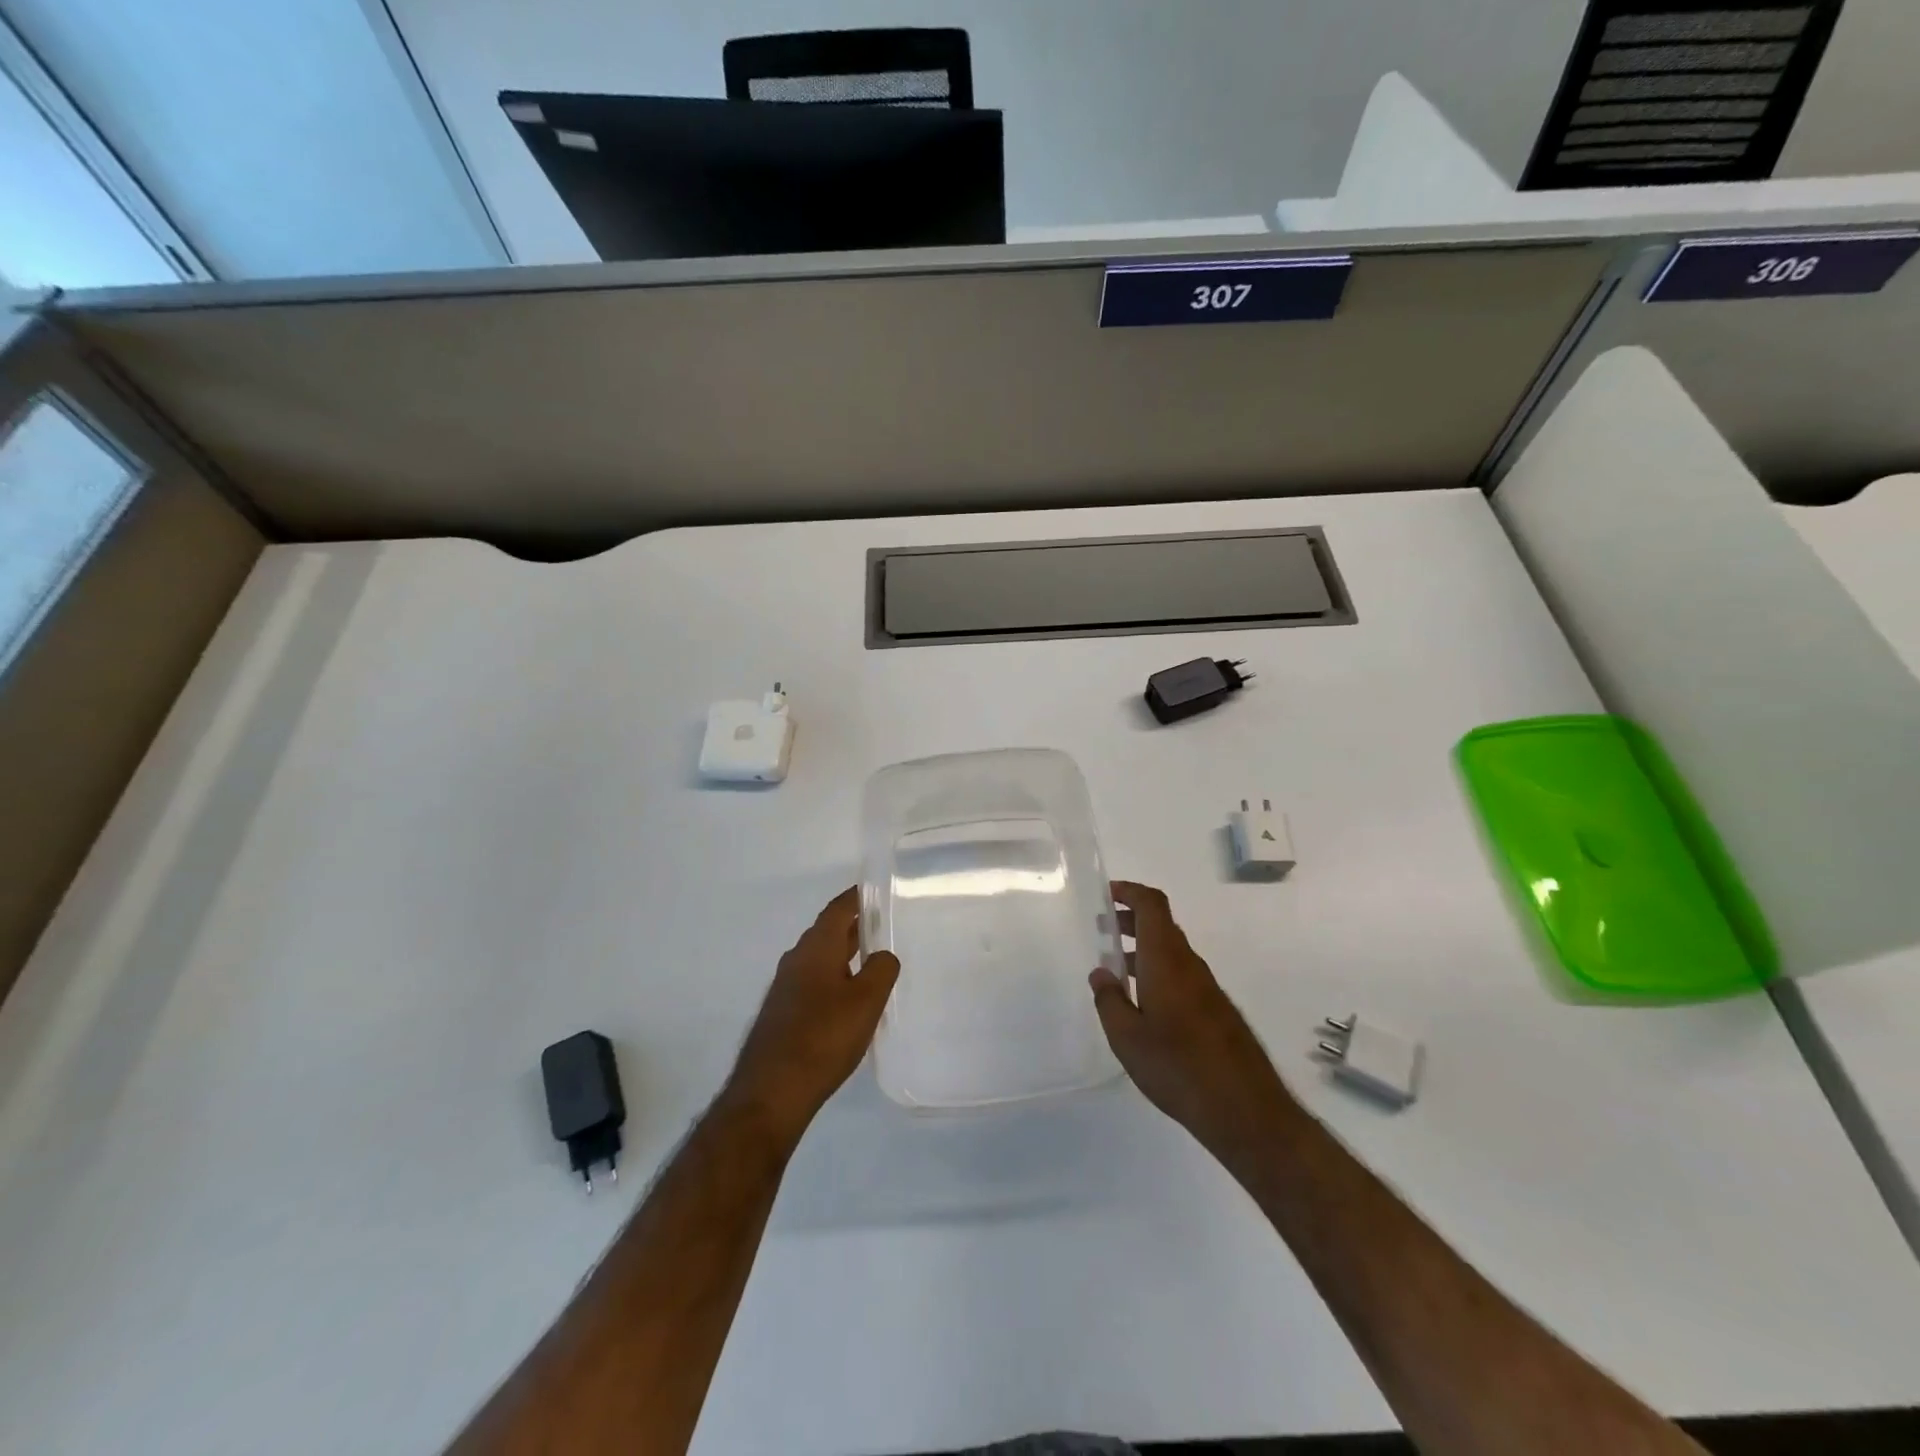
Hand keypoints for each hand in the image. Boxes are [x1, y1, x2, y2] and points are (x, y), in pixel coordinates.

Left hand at [724, 888, 899, 1146]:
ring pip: (819, 958)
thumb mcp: (866, 1001)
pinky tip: (848, 998)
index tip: (876, 890)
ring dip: (843, 953)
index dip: (857, 898)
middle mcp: (796, 960)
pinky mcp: (782, 1013)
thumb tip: (883, 955)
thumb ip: (881, 969)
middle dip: (853, 925)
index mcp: (816, 948)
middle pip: (827, 932)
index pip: (838, 910)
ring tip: (871, 959)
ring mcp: (785, 988)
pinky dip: (834, 977)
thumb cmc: (823, 1038)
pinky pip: (813, 981)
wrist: (771, 1092)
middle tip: (882, 923)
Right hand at [1090, 881, 1296, 1162]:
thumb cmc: (1177, 1067)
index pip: (1152, 905)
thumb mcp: (1127, 1037)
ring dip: (1143, 949)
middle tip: (1102, 929)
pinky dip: (1158, 971)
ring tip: (1115, 968)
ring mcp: (1206, 988)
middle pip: (1161, 925)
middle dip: (1131, 920)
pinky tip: (1144, 1003)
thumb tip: (1101, 972)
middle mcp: (1189, 964)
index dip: (1130, 891)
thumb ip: (1109, 1000)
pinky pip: (1181, 974)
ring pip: (1171, 952)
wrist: (1245, 1109)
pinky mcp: (1216, 1010)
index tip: (1107, 894)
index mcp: (1166, 960)